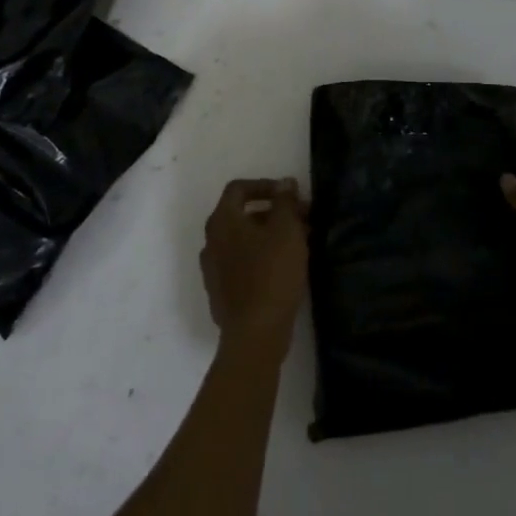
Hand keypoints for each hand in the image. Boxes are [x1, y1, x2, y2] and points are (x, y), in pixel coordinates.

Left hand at [201, 177, 308, 352]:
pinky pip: (242, 262)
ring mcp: (213, 268)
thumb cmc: (272, 273)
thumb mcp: (286, 230)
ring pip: (244, 240)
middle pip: (242, 214)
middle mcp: (211, 240)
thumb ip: (285, 201)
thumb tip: (284, 183)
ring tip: (300, 243)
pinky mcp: (221, 291)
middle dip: (274, 212)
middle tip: (303, 219)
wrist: (254, 333)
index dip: (265, 185)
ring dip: (270, 235)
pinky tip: (284, 268)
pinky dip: (262, 256)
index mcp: (222, 221)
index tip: (290, 195)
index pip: (238, 189)